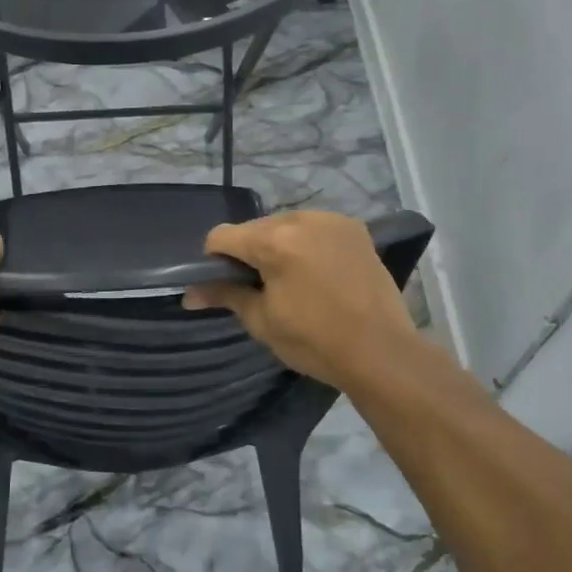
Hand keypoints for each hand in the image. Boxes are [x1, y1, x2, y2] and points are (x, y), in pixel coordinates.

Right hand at [183, 212, 420, 392]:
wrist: (382, 352)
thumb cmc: (315, 341)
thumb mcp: (262, 321)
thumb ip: (225, 295)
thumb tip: (189, 294)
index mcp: (274, 241)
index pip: (222, 236)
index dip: (213, 261)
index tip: (224, 286)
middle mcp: (301, 219)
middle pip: (254, 228)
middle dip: (248, 253)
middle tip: (259, 288)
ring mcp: (331, 220)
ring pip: (285, 225)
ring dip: (278, 246)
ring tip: (291, 281)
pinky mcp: (354, 229)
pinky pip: (314, 228)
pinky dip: (306, 244)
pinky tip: (317, 273)